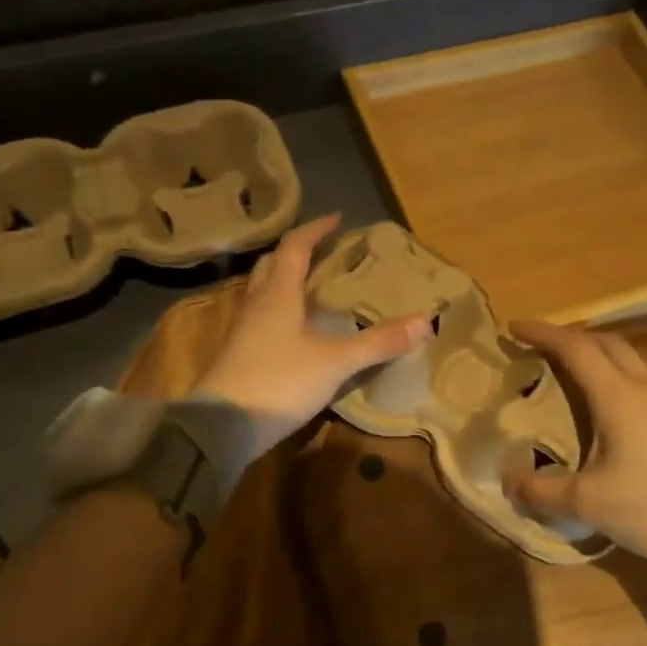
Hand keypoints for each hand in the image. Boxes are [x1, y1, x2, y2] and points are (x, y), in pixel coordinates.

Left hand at [194, 214, 427, 451]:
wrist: (221, 426)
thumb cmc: (280, 382)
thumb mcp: (335, 362)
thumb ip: (377, 342)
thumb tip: (425, 322)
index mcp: (278, 294)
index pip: (295, 248)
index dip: (315, 230)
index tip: (336, 218)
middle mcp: (255, 304)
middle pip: (272, 265)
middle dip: (296, 252)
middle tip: (321, 250)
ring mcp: (241, 330)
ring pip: (261, 291)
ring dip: (283, 280)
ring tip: (309, 286)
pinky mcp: (236, 354)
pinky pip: (258, 318)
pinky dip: (277, 310)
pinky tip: (292, 330)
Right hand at [503, 320, 646, 568]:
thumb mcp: (588, 505)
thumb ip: (541, 491)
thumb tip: (507, 479)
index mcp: (618, 397)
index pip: (575, 347)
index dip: (543, 333)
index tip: (516, 328)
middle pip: (609, 343)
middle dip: (574, 339)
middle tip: (548, 350)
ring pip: (639, 360)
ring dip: (609, 357)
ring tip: (591, 375)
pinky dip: (637, 381)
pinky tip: (638, 409)